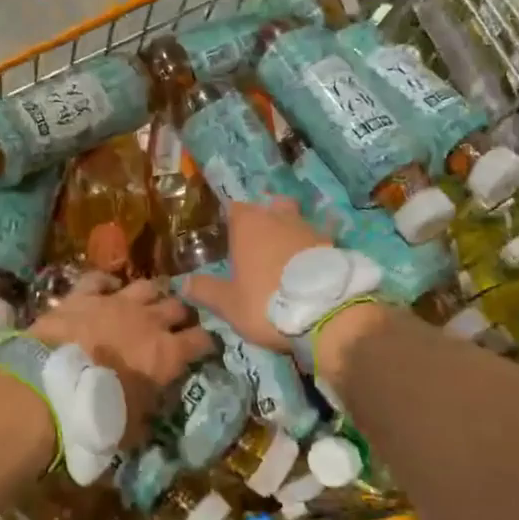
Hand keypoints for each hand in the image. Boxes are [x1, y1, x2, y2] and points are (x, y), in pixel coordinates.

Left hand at [29, 275, 214, 440]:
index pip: (203, 340)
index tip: (206, 347)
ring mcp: (116, 302)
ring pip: (146, 286)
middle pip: (178, 306)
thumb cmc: (97, 415)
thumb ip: (148, 412)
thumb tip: (151, 411)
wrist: (51, 386)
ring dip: (152, 294)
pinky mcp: (84, 294)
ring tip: (150, 302)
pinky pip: (100, 280)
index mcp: (167, 354)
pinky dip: (107, 283)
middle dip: (182, 314)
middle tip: (178, 324)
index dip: (207, 342)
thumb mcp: (133, 428)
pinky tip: (108, 288)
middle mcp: (148, 321)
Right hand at [178, 197, 328, 350]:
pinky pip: (321, 240)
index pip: (234, 208)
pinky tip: (317, 264)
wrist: (327, 313)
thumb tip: (184, 283)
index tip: (229, 236)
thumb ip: (205, 290)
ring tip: (288, 256)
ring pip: (297, 220)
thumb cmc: (266, 303)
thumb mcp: (229, 304)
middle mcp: (278, 217)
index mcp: (248, 225)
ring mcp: (309, 228)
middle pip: (269, 207)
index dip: (232, 220)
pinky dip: (316, 248)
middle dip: (265, 218)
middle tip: (259, 243)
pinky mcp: (334, 244)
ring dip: (291, 232)